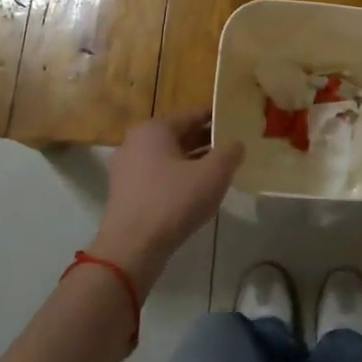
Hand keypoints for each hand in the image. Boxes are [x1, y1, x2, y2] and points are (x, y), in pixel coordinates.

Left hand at [88, 112, 242, 293]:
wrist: (132, 246)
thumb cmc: (173, 201)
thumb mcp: (213, 174)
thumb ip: (229, 153)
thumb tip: (236, 144)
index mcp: (154, 129)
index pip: (191, 115)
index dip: (215, 118)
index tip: (235, 121)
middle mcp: (136, 142)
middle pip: (178, 136)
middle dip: (205, 140)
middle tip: (232, 145)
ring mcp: (127, 169)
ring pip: (168, 158)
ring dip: (193, 161)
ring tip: (219, 169)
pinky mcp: (126, 194)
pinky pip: (158, 177)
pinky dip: (178, 179)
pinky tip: (197, 192)